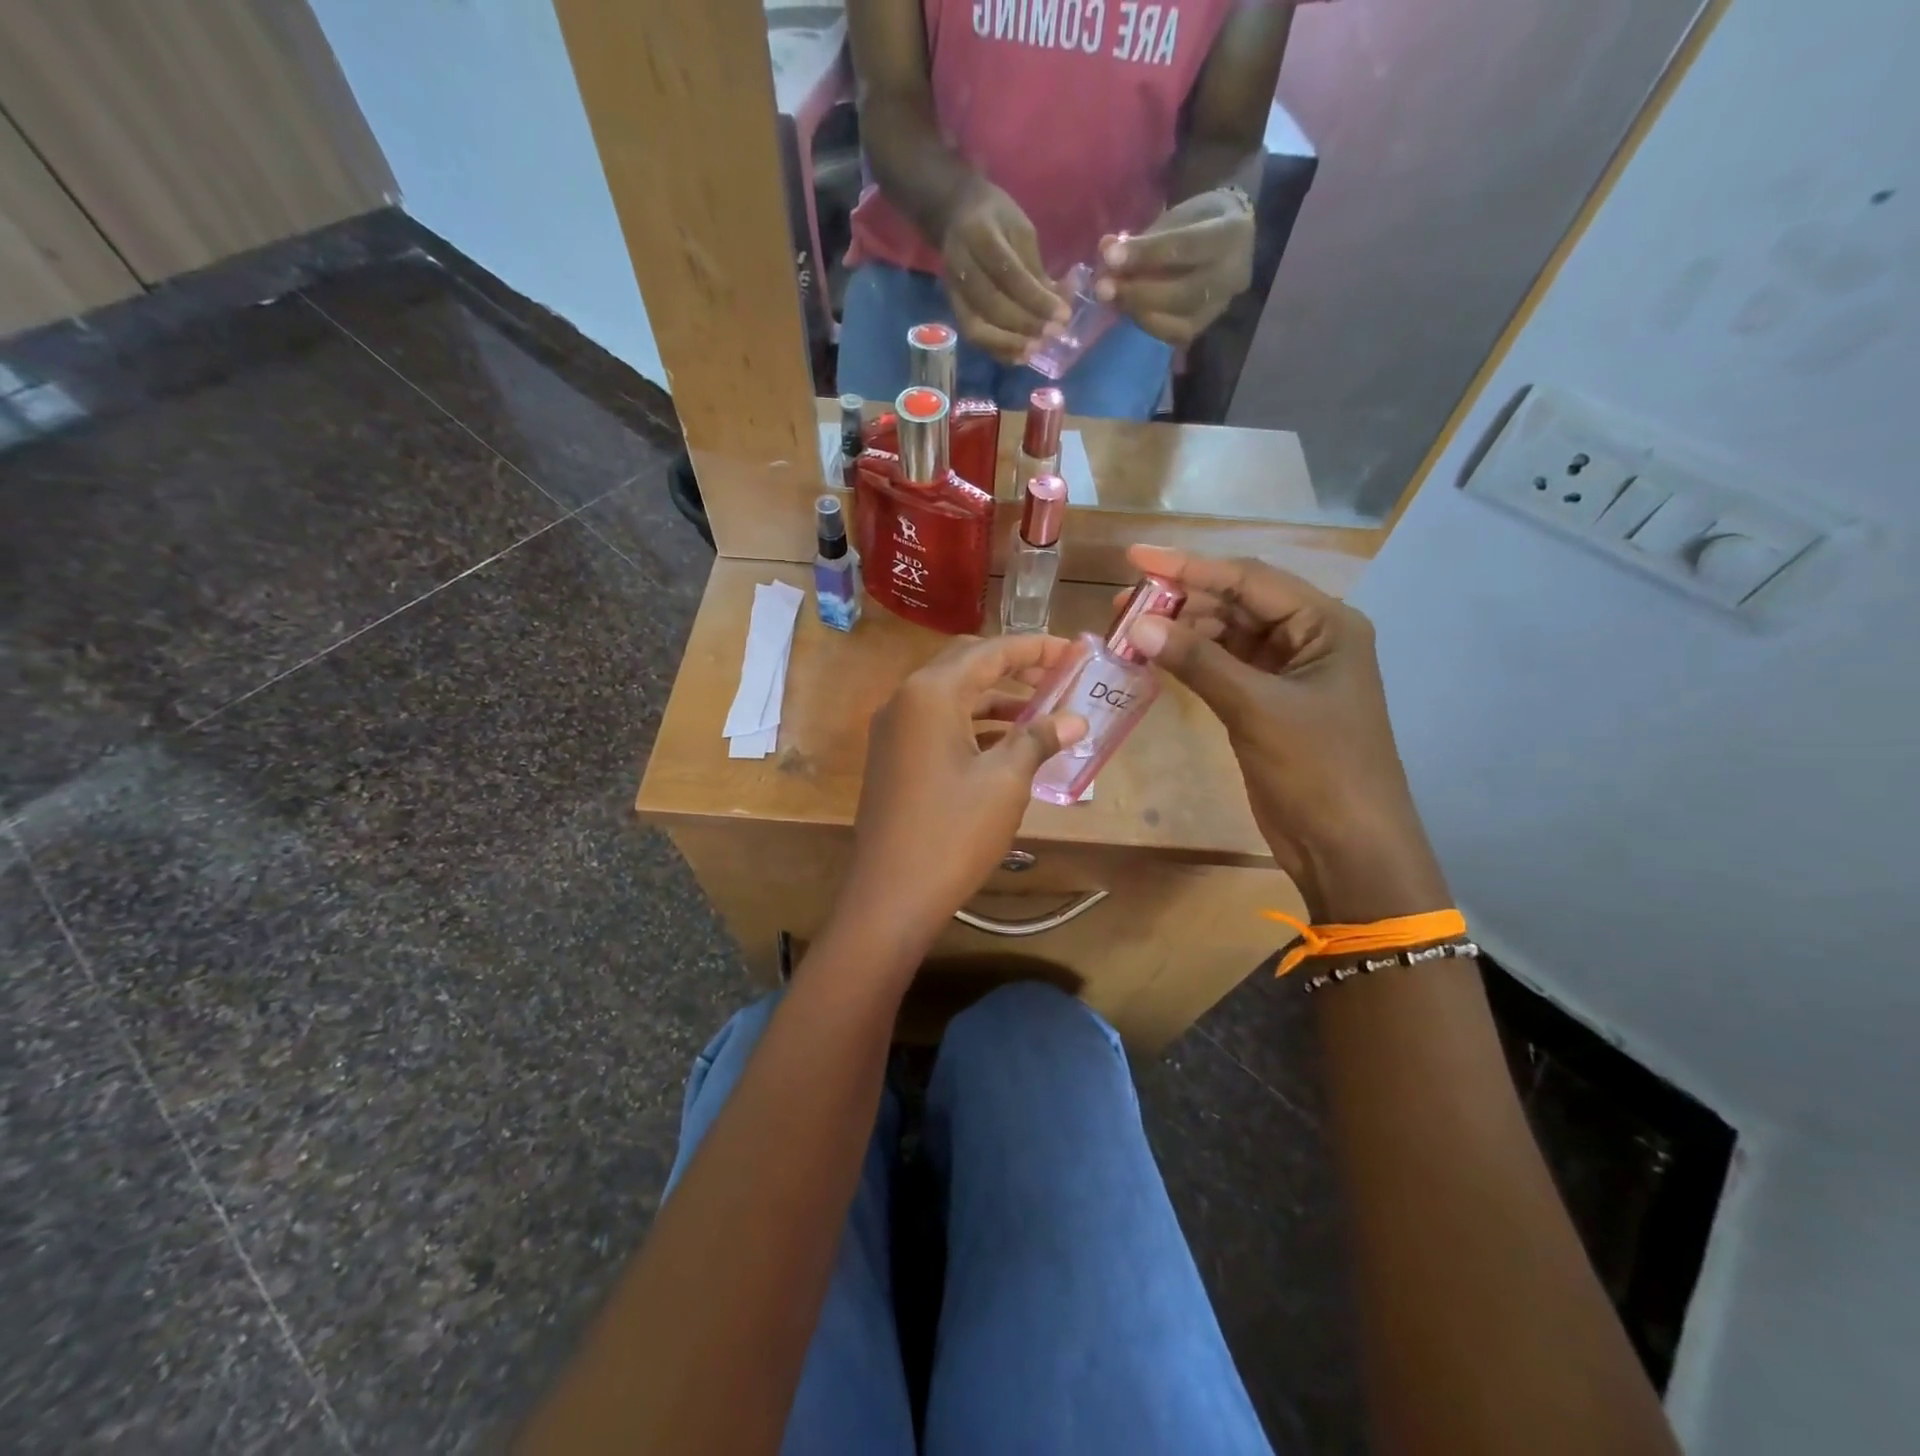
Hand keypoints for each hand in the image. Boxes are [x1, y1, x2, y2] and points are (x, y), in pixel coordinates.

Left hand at [834, 634, 1086, 959]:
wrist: (891, 894)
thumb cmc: (953, 832)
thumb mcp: (1005, 781)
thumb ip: (1039, 739)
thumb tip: (1075, 720)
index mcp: (931, 693)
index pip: (991, 651)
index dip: (1037, 649)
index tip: (1075, 651)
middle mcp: (905, 699)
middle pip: (966, 664)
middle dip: (1014, 666)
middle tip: (1058, 676)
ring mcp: (893, 729)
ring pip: (951, 694)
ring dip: (994, 697)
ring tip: (1042, 711)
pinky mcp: (893, 756)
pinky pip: (937, 722)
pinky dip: (972, 722)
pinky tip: (1006, 741)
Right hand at [941, 179, 1070, 363]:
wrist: (953, 214)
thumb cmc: (995, 217)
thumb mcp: (1020, 229)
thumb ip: (1035, 268)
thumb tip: (1058, 305)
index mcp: (979, 236)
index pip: (1009, 274)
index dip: (1036, 299)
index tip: (1063, 315)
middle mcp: (961, 267)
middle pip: (992, 305)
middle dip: (1026, 324)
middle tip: (1053, 334)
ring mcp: (953, 292)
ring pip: (978, 328)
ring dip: (1009, 344)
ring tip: (1036, 350)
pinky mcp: (954, 309)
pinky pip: (974, 337)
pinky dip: (998, 351)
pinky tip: (1019, 356)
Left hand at [1095, 189, 1255, 345]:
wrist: (1235, 243)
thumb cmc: (1200, 222)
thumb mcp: (1177, 216)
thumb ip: (1145, 236)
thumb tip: (1106, 249)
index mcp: (1229, 235)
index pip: (1182, 247)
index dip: (1144, 253)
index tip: (1109, 256)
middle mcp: (1229, 277)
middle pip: (1179, 294)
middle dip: (1135, 292)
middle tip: (1102, 288)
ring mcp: (1218, 308)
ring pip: (1175, 321)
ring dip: (1136, 311)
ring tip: (1109, 299)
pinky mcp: (1204, 327)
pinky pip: (1172, 335)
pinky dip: (1145, 324)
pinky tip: (1125, 310)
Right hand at [1118, 545, 1449, 922]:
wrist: (1348, 847)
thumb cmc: (1318, 770)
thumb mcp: (1257, 708)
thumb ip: (1198, 662)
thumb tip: (1138, 624)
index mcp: (1325, 624)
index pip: (1248, 579)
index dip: (1189, 567)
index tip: (1135, 558)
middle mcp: (1307, 637)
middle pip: (1235, 602)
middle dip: (1179, 601)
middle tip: (1121, 606)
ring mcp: (1285, 671)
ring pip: (1224, 635)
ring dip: (1180, 632)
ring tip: (1128, 632)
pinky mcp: (1265, 702)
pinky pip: (1221, 667)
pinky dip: (1189, 662)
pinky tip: (1153, 660)